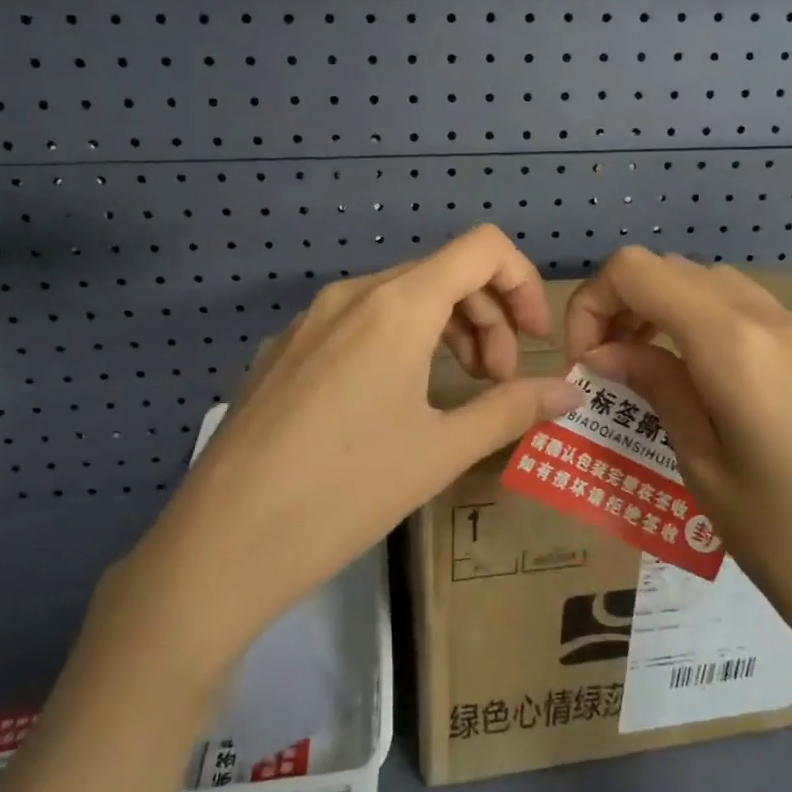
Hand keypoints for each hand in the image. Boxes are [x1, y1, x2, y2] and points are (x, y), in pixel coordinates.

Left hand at [125, 224, 582, 670]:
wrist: (222, 543)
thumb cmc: (346, 492)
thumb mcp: (441, 451)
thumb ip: (513, 409)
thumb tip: (570, 391)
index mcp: (396, 305)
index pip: (482, 248)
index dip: (523, 283)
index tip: (533, 342)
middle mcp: (350, 294)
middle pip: (442, 273)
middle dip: (487, 318)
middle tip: (496, 383)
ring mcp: (307, 320)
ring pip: (397, 298)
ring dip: (444, 330)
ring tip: (453, 391)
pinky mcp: (280, 351)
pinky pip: (355, 324)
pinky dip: (395, 343)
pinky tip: (386, 405)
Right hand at [563, 247, 791, 687]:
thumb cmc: (787, 545)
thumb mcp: (701, 466)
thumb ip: (656, 388)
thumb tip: (606, 351)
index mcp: (734, 343)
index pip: (637, 271)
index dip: (593, 302)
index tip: (586, 362)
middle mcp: (774, 320)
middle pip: (676, 271)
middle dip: (627, 305)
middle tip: (610, 369)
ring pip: (718, 288)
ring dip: (670, 312)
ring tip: (654, 375)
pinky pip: (757, 317)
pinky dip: (714, 329)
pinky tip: (714, 390)